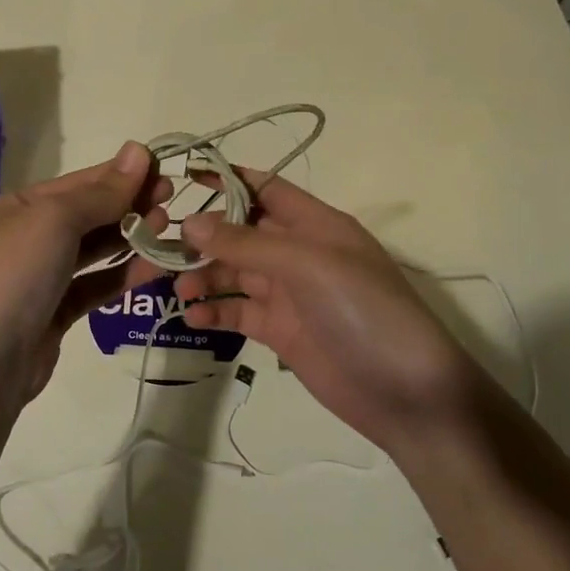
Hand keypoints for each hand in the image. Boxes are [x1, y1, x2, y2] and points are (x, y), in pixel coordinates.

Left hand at [0, 142, 172, 407]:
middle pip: (86, 214)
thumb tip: (139, 151)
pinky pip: (95, 286)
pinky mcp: (54, 314)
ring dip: (130, 237)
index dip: (120, 174)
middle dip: (128, 204)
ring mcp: (40, 278)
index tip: (163, 169)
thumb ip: (101, 192)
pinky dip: (123, 275)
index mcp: (16, 208)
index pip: (77, 183)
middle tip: (171, 200)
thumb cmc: (15, 275)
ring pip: (92, 251)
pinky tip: (155, 267)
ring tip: (167, 228)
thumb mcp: (55, 220)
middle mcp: (26, 238)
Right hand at [174, 170, 510, 459]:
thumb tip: (191, 223)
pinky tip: (193, 316)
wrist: (406, 392)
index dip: (227, 180)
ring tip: (178, 288)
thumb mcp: (307, 265)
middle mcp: (300, 253)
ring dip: (205, 276)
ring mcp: (290, 294)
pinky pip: (239, 312)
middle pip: (241, 232)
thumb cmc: (363, 311)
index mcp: (315, 224)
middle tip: (163, 248)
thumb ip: (247, 243)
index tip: (184, 178)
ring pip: (235, 273)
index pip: (265, 188)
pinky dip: (215, 311)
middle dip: (205, 236)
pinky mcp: (281, 331)